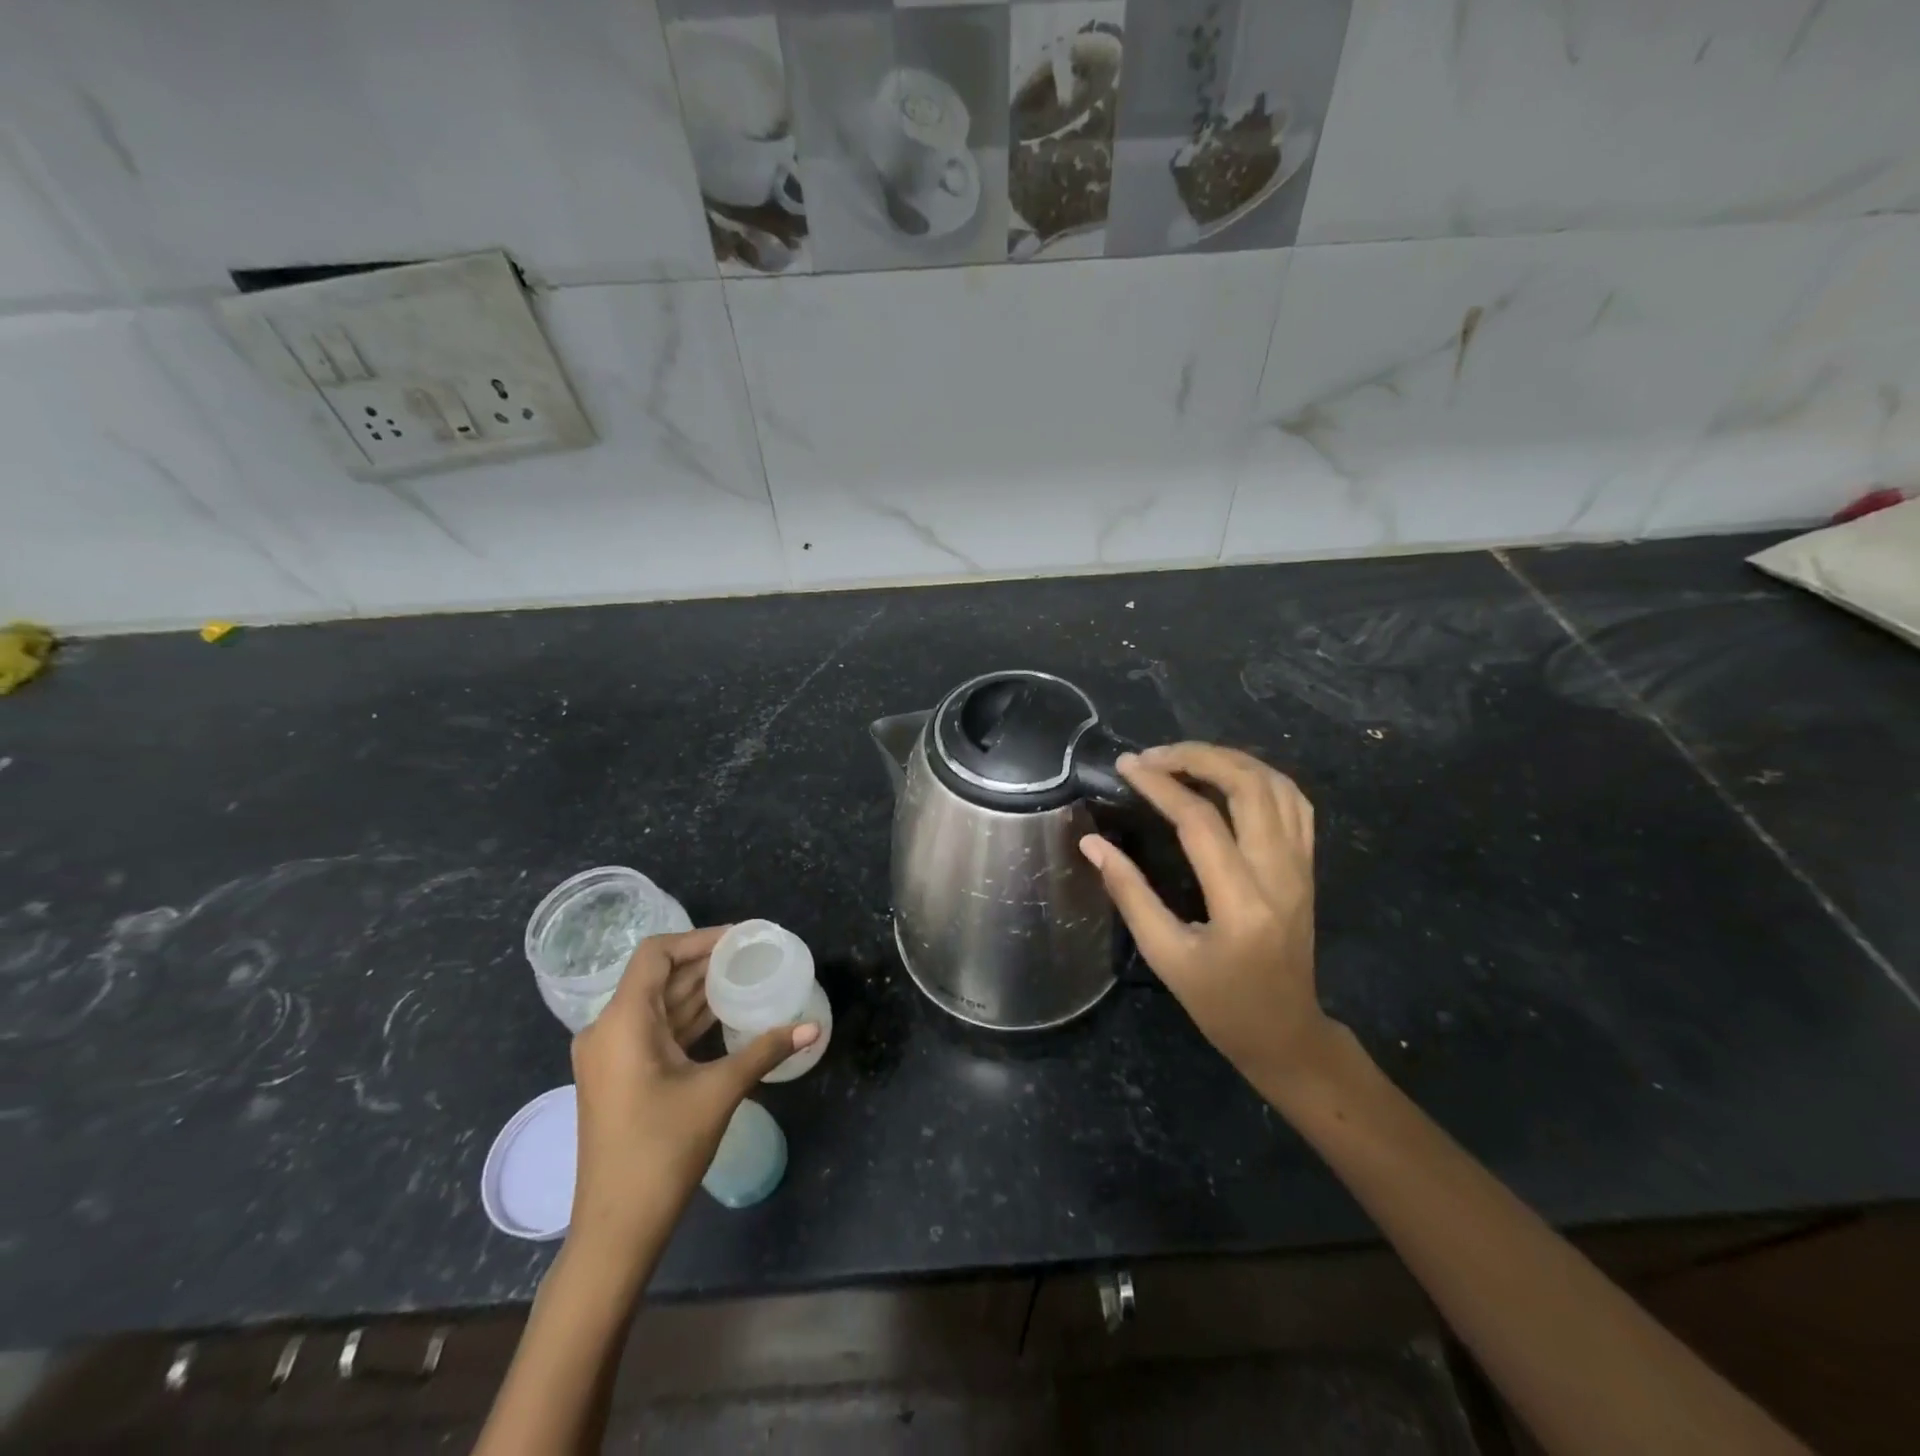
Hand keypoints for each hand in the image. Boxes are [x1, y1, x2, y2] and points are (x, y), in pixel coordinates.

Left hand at [568, 927, 818, 1257]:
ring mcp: (610, 1056)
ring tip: (745, 977)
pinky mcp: (619, 1077)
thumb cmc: (662, 1150)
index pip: (656, 954)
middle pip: (657, 977)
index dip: (698, 938)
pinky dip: (687, 1018)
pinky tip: (724, 1015)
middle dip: (704, 962)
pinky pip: (654, 1030)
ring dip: (697, 990)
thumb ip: (764, 1051)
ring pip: (656, 1005)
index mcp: (622, 1022)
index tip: (740, 939)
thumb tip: (812, 1027)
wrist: (617, 1229)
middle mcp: (607, 1030)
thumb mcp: (718, 1092)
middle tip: (751, 955)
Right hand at [1080, 742, 1334, 1094]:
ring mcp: (1301, 867)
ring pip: (1276, 785)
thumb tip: (1092, 843)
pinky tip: (1228, 777)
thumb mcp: (1165, 956)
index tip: (1126, 766)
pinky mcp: (1308, 866)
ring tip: (1184, 758)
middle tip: (1154, 755)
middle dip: (1197, 757)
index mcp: (1241, 903)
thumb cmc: (1220, 1004)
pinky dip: (1260, 776)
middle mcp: (1279, 874)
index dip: (1160, 785)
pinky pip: (1294, 803)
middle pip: (1248, 787)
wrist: (1286, 1033)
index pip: (1200, 821)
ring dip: (1229, 760)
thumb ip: (1129, 893)